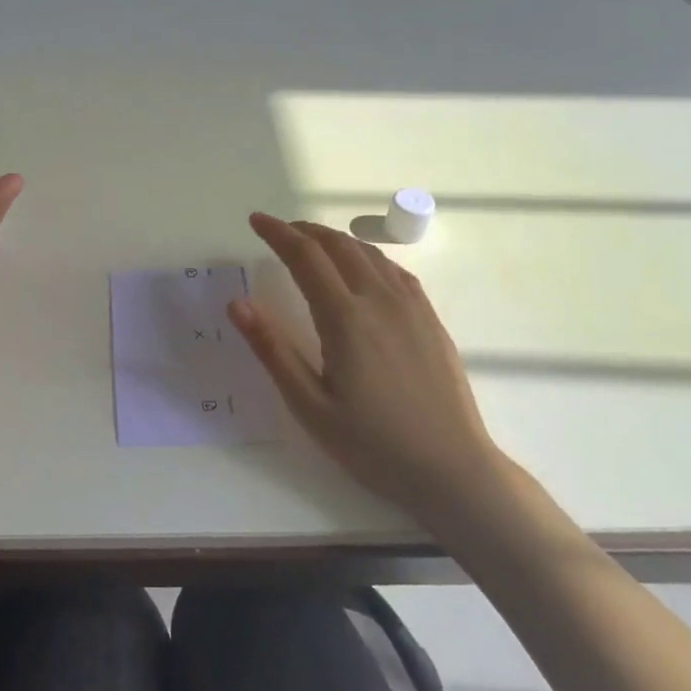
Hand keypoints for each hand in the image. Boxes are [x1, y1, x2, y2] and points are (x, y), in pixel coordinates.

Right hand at [229, 213, 507, 525]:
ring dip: (335, 240)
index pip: (305, 257)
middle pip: (337, 246)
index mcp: (345, 318)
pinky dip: (366, 255)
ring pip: (368, 253)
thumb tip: (237, 303)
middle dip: (303, 231)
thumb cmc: (373, 444)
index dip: (277, 233)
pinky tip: (360, 268)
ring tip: (312, 243)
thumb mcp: (310, 405)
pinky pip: (394, 270)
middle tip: (278, 230)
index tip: (255, 220)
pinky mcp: (430, 320)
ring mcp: (411, 307)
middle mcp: (380, 300)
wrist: (452, 470)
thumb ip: (272, 350)